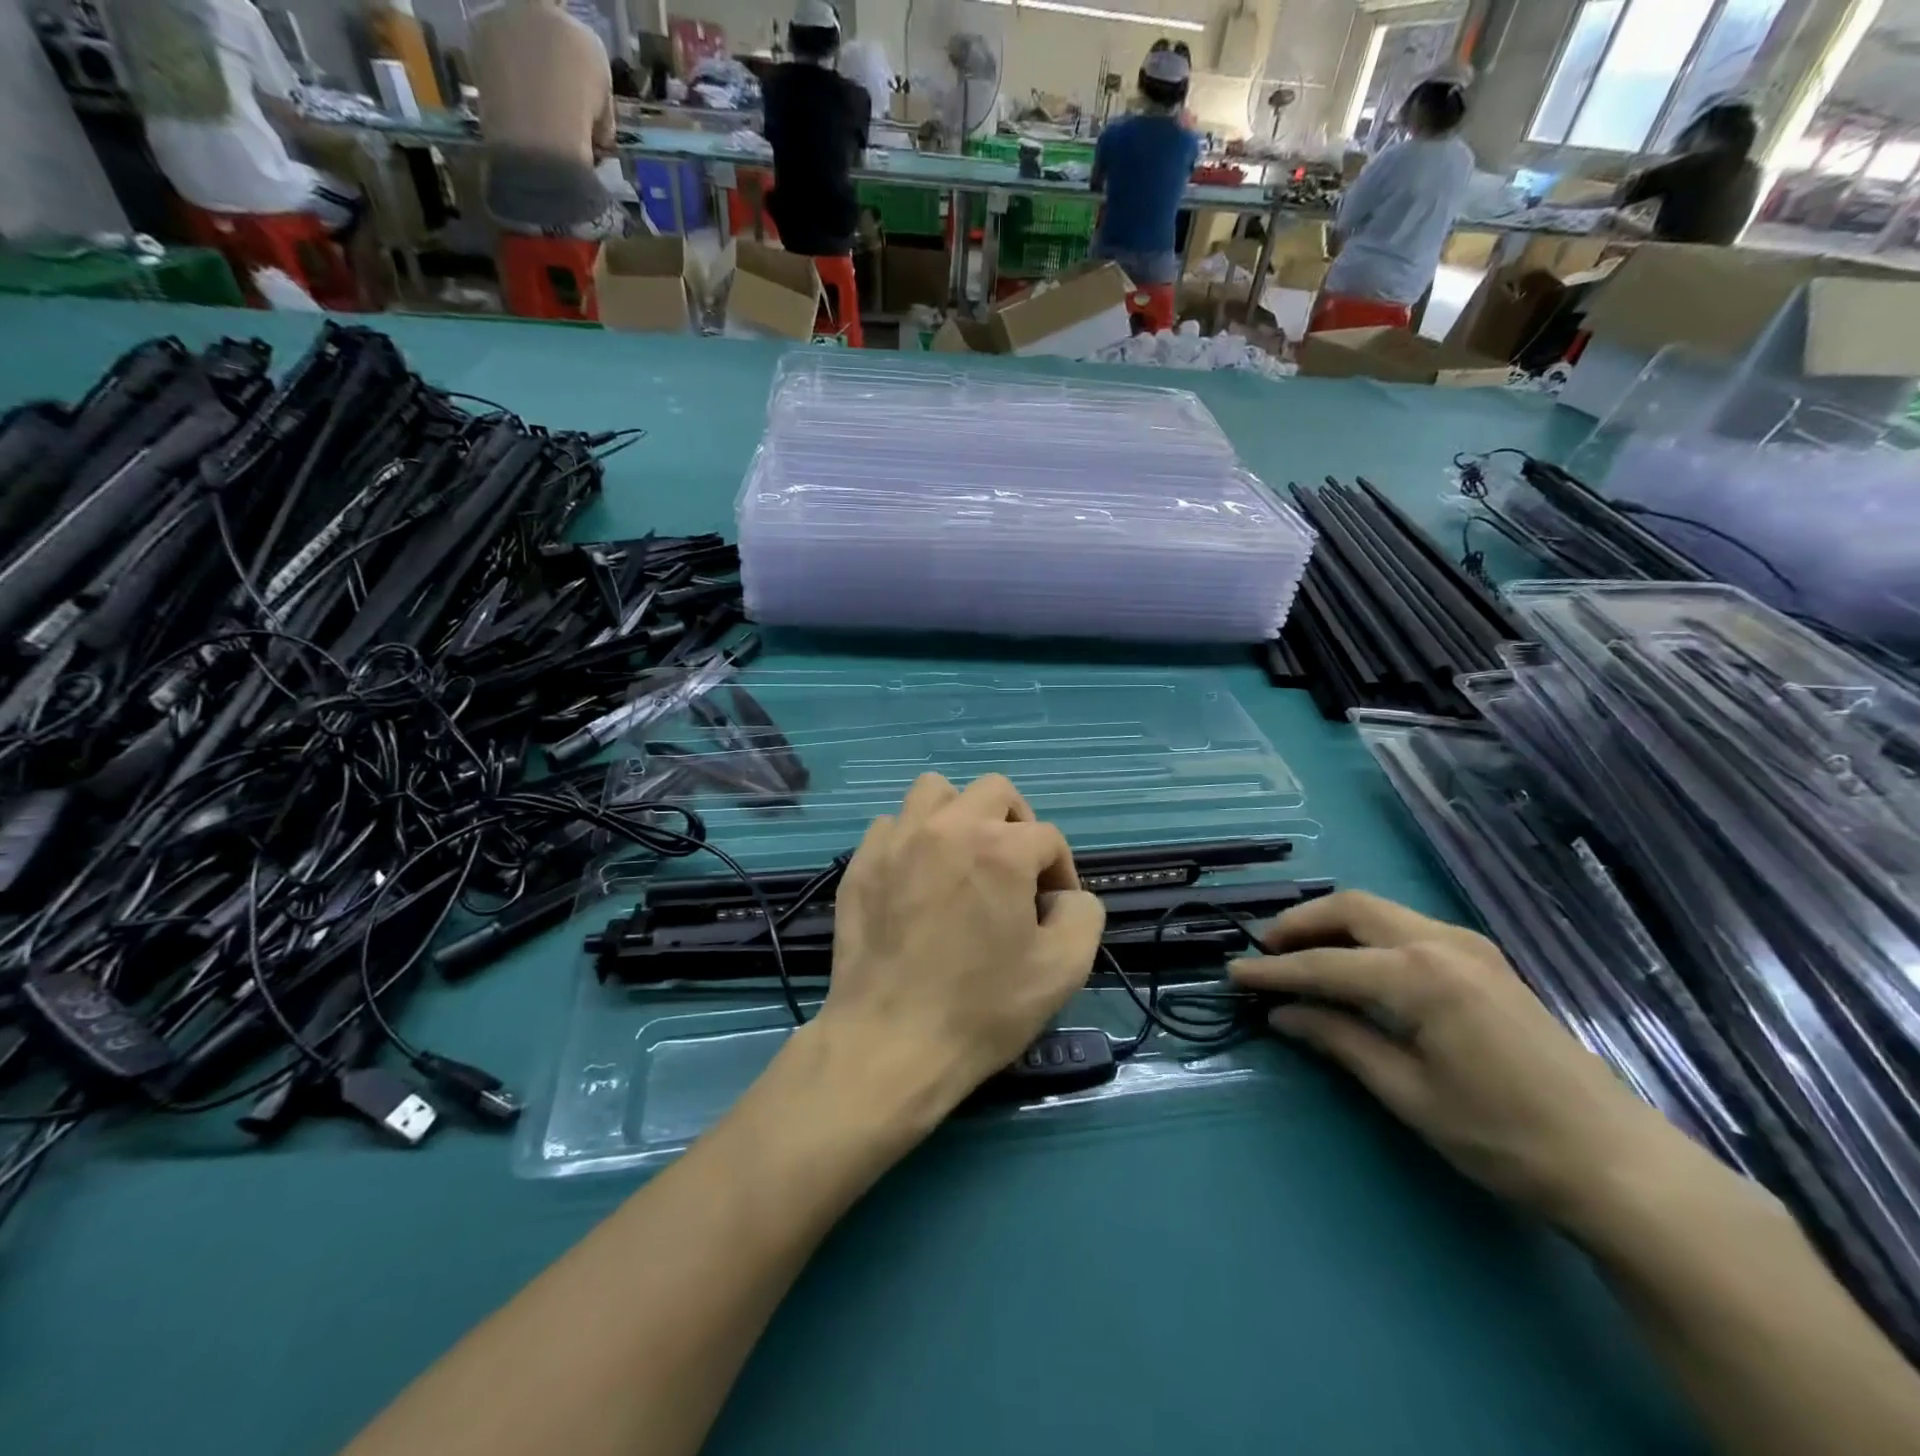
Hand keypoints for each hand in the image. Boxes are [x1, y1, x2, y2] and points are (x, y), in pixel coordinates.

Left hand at [816, 773, 1106, 1111]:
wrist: (891, 1043)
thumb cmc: (982, 1008)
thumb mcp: (1063, 969)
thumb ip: (1082, 914)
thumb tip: (1063, 895)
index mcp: (1001, 848)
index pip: (1048, 838)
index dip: (1061, 873)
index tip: (1052, 913)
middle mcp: (948, 827)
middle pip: (995, 791)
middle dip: (1017, 825)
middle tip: (1015, 871)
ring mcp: (897, 840)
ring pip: (935, 791)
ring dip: (959, 815)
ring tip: (962, 859)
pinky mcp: (862, 863)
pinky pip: (892, 825)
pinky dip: (912, 840)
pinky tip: (916, 879)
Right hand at [1230, 891, 1691, 1231]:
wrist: (1621, 1166)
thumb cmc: (1504, 1137)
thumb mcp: (1409, 1093)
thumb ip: (1340, 1040)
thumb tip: (1282, 1014)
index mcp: (1419, 975)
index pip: (1324, 964)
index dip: (1274, 970)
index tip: (1232, 974)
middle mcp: (1442, 943)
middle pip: (1352, 908)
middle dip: (1300, 924)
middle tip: (1265, 951)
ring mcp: (1470, 947)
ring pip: (1381, 911)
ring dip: (1333, 924)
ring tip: (1300, 954)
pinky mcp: (1486, 962)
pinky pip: (1408, 927)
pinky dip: (1368, 935)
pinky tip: (1356, 964)